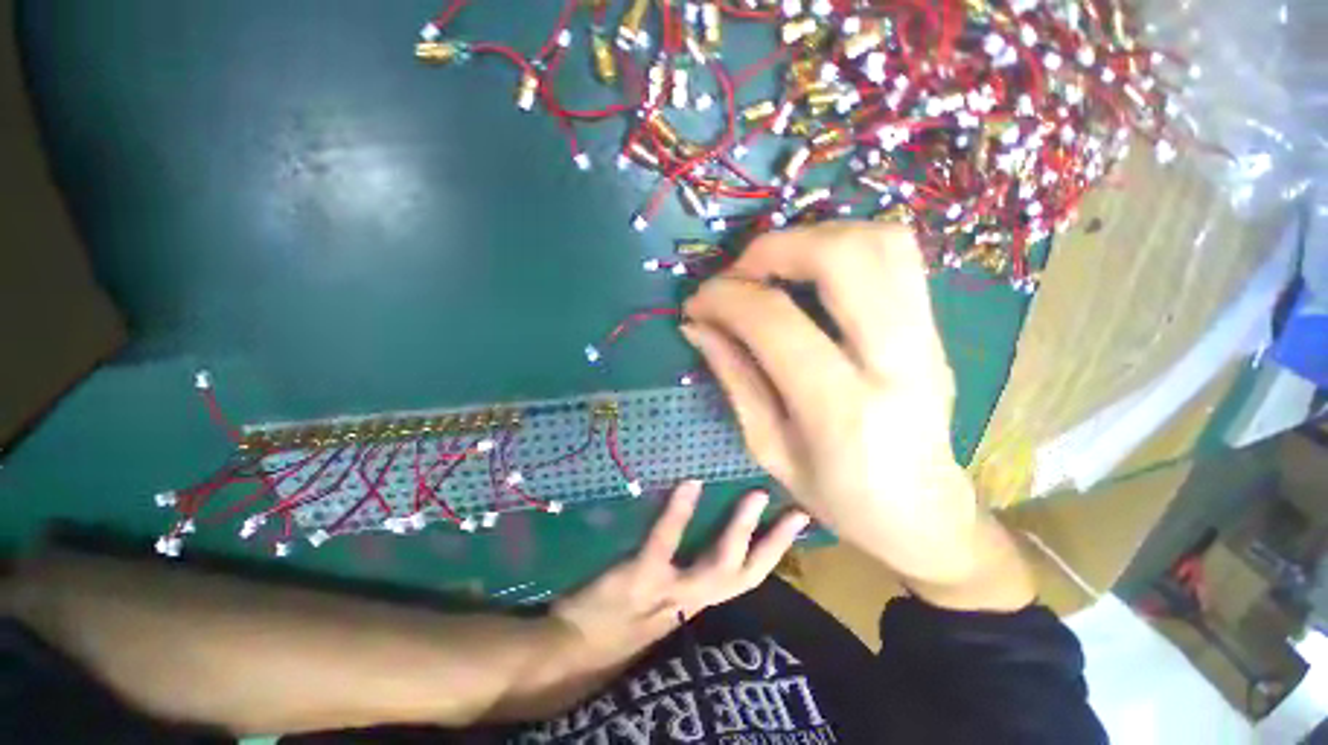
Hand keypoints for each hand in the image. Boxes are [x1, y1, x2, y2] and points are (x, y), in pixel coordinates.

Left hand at [553, 481, 808, 660]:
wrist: (571, 647)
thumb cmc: (617, 620)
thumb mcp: (658, 599)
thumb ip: (680, 571)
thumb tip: (699, 531)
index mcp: (697, 600)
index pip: (745, 577)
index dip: (774, 552)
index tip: (797, 523)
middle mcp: (691, 601)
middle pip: (744, 576)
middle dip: (774, 545)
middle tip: (795, 511)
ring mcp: (667, 591)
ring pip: (717, 567)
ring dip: (740, 532)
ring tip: (756, 495)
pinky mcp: (641, 578)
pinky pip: (665, 544)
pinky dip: (679, 515)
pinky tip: (690, 486)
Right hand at [682, 223, 1032, 610]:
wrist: (925, 514)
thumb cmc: (839, 496)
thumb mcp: (770, 449)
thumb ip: (734, 379)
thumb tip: (697, 327)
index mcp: (841, 409)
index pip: (774, 321)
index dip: (725, 298)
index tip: (697, 303)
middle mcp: (896, 362)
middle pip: (843, 257)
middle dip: (774, 248)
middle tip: (738, 274)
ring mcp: (928, 338)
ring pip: (881, 242)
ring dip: (813, 238)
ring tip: (773, 268)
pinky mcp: (935, 328)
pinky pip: (898, 256)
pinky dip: (845, 245)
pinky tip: (811, 274)